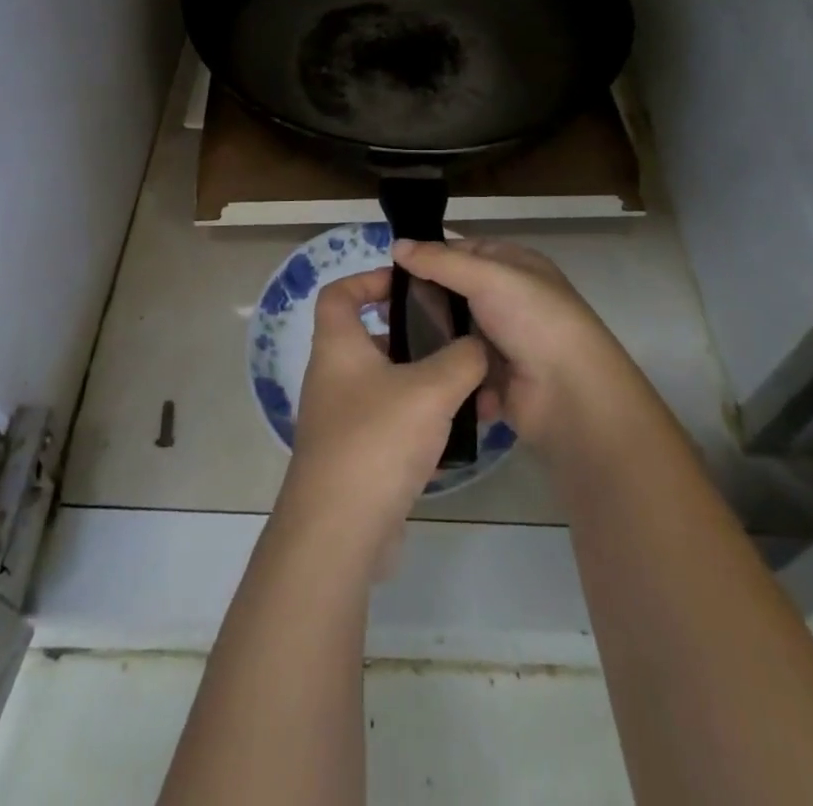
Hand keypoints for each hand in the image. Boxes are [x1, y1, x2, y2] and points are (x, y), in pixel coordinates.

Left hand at [280, 267, 487, 551]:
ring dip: (427, 384)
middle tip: (456, 339)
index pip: (339, 293)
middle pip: (372, 338)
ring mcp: (343, 420)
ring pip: (389, 384)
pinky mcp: (357, 457)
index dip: (370, 279)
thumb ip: (463, 359)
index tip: (409, 284)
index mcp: (338, 346)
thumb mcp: (431, 390)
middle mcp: (334, 377)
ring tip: (471, 389)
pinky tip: (460, 436)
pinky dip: (423, 424)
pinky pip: (393, 425)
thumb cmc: (377, 440)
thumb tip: (478, 347)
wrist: (339, 533)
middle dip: (416, 336)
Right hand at [391, 237, 635, 453]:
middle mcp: (508, 300)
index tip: (388, 267)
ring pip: (453, 333)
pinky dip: (443, 370)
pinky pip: (460, 368)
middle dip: (421, 299)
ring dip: (428, 337)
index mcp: (514, 266)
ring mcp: (502, 342)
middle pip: (454, 293)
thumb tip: (396, 244)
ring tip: (386, 342)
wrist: (571, 394)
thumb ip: (440, 262)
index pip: (463, 252)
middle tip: (379, 306)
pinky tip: (411, 371)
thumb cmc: (533, 319)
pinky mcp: (494, 381)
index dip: (429, 256)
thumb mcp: (488, 277)